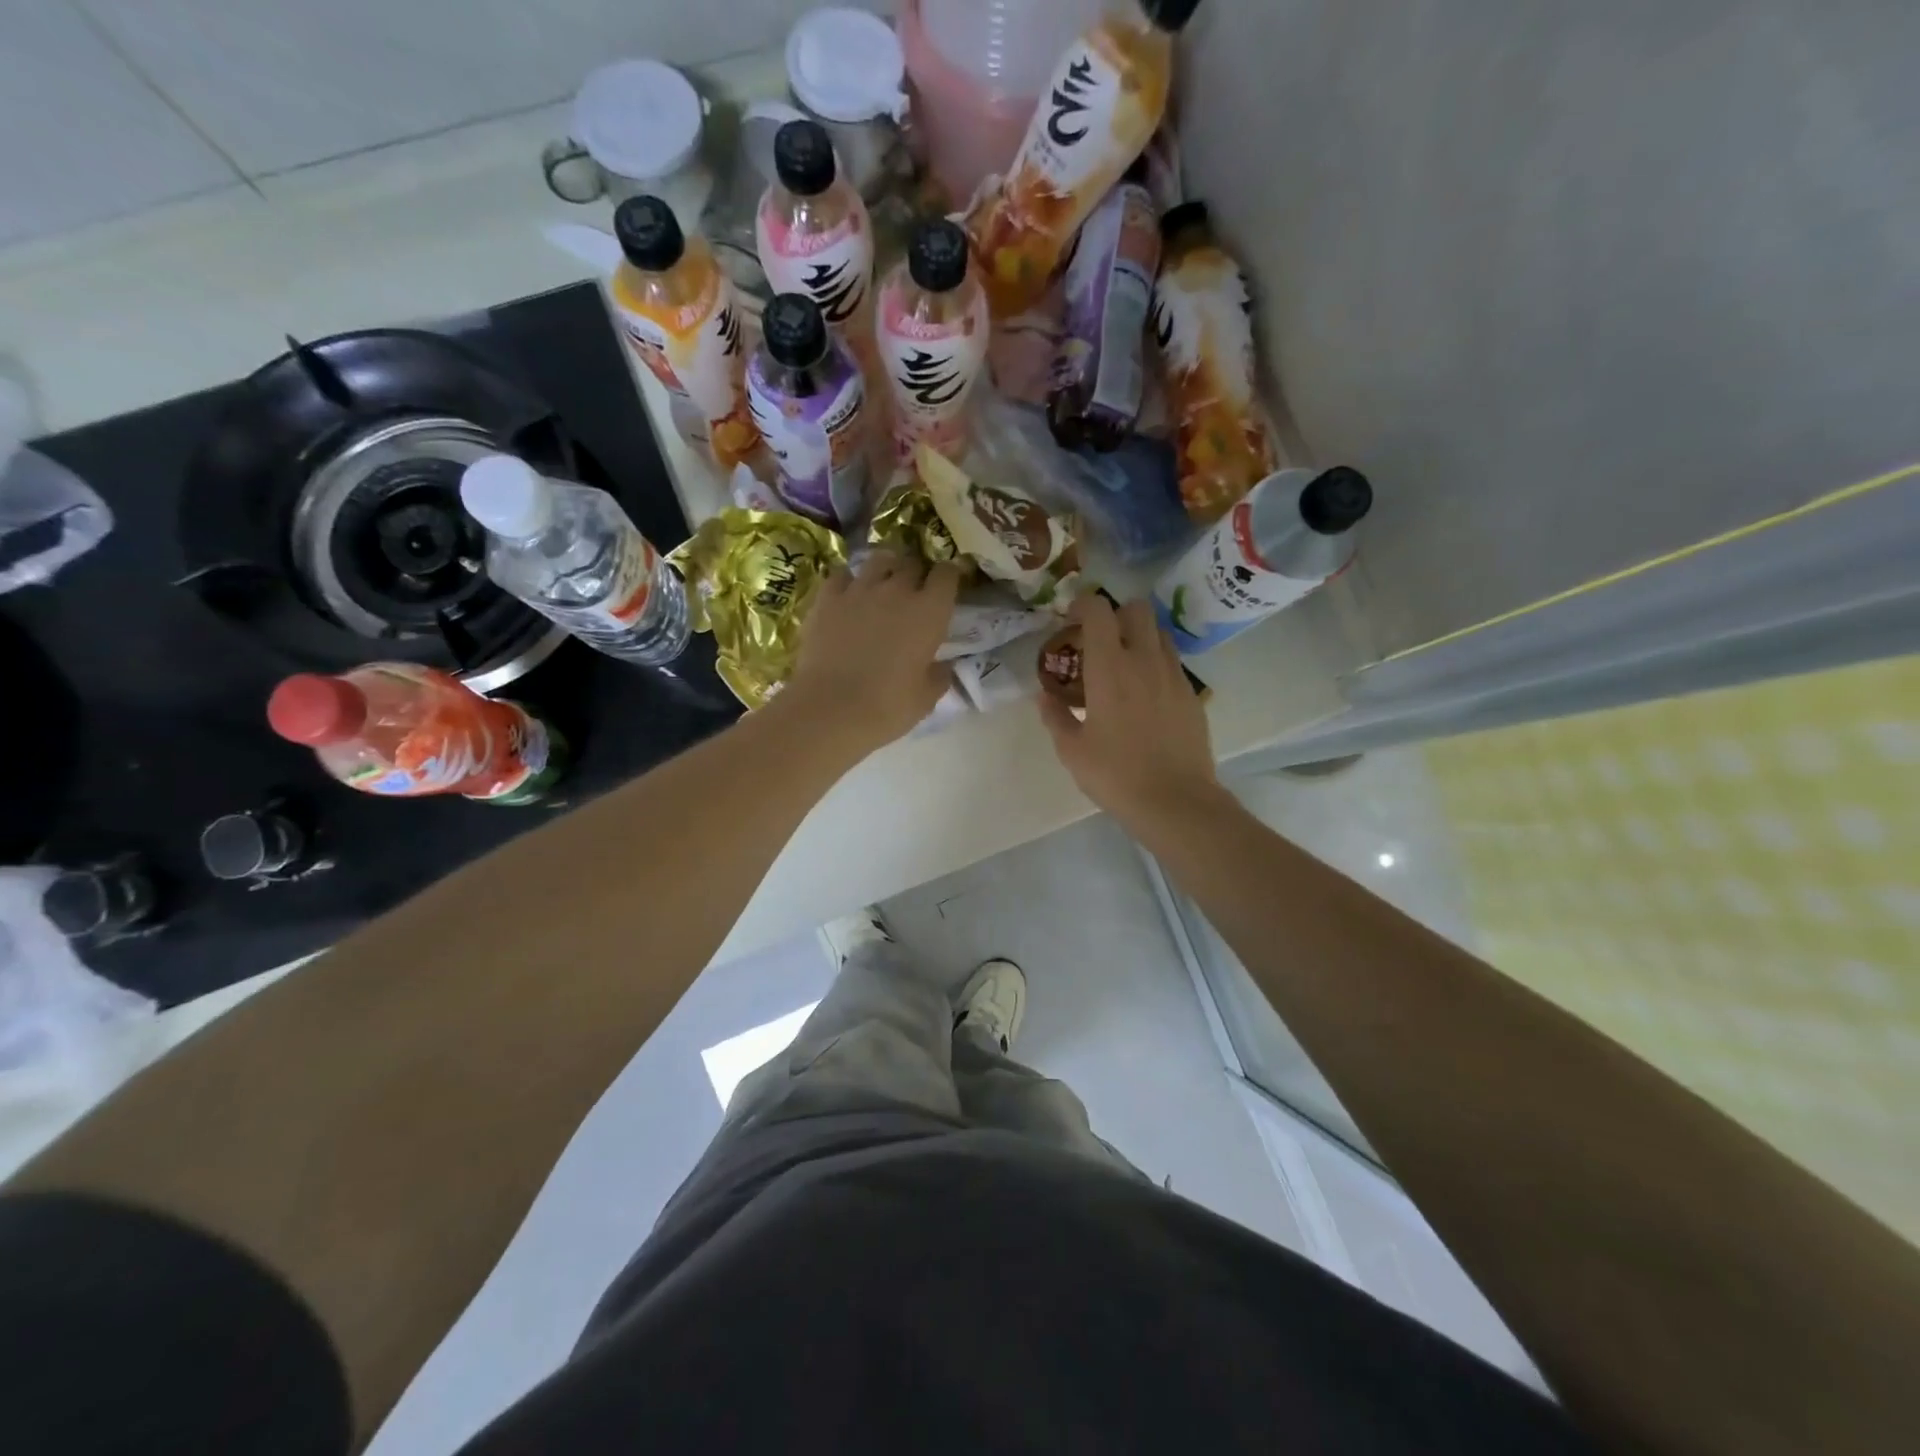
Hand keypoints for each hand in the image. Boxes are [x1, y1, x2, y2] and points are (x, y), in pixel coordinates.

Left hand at [784, 550, 960, 755]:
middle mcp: (898, 590)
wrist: (830, 709)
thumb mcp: (926, 698)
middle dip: (917, 572)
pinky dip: (849, 580)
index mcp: (930, 611)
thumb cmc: (887, 707)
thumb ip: (940, 675)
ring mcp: (860, 589)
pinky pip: (842, 574)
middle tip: (915, 591)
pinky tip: (848, 595)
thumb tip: (944, 665)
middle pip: (913, 562)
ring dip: (886, 568)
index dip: (950, 576)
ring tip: (883, 584)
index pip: (947, 574)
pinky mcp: (827, 597)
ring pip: (879, 560)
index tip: (948, 587)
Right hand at [1039, 595, 1221, 833]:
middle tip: (1098, 640)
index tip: (1070, 619)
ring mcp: (1173, 675)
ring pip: (1158, 632)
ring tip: (1123, 665)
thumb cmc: (1115, 775)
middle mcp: (1144, 660)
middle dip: (1115, 614)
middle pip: (1136, 609)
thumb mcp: (1072, 750)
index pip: (1099, 610)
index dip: (1082, 605)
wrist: (1175, 801)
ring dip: (1138, 636)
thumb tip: (1043, 696)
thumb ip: (1055, 716)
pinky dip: (1155, 663)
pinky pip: (1172, 661)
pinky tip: (1144, 694)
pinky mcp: (1191, 693)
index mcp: (1109, 668)